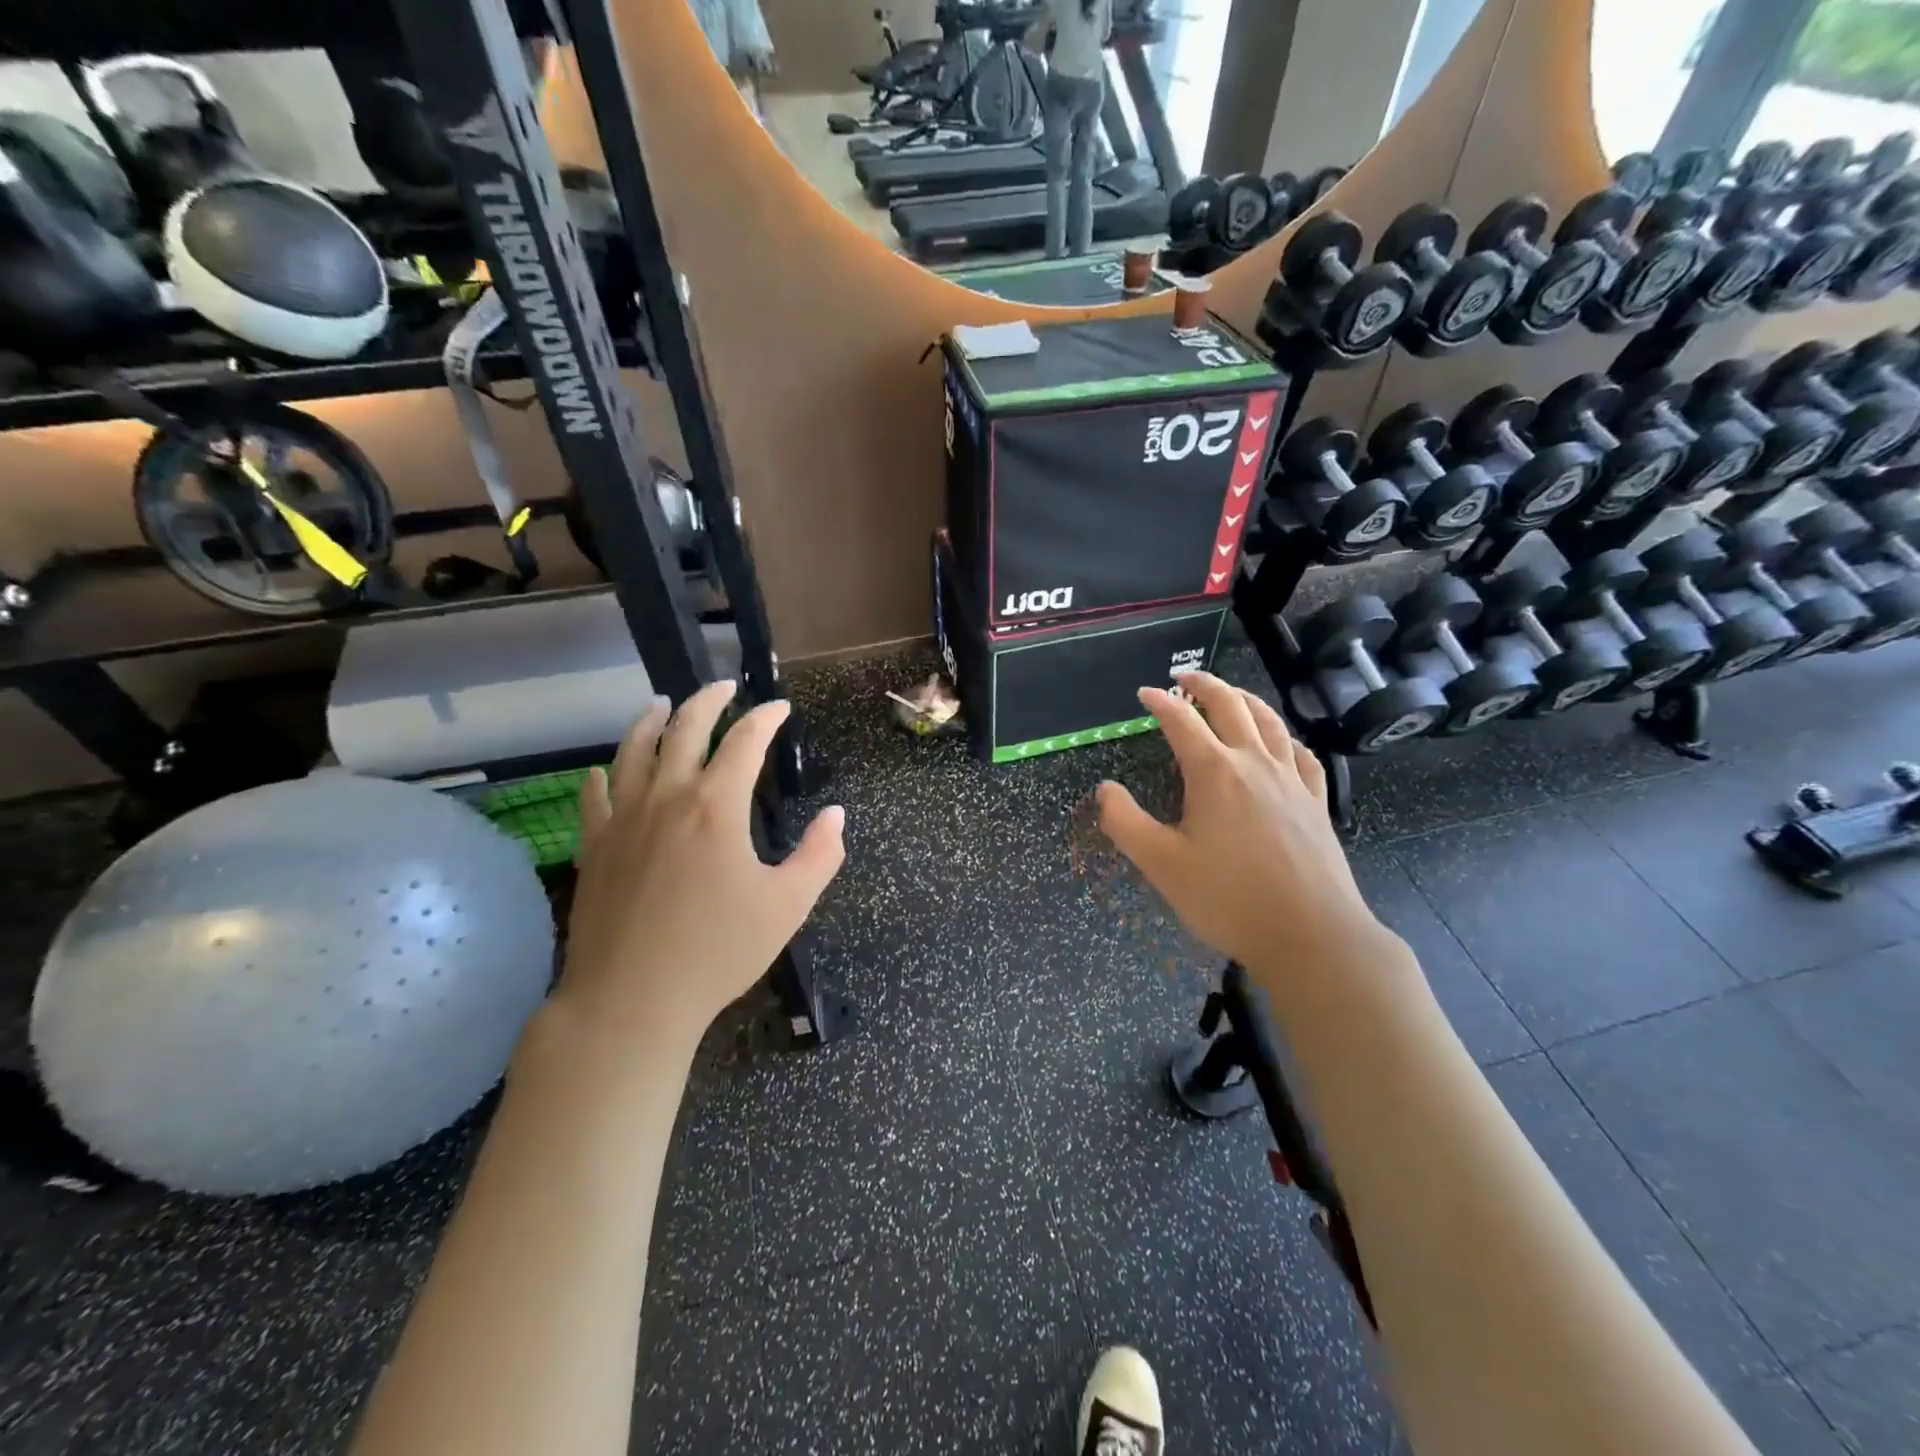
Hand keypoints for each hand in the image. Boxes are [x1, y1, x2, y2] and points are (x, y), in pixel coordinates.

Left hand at [555, 682, 844, 1053]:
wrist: (631, 1000)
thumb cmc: (718, 952)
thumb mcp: (788, 906)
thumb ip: (819, 855)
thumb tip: (836, 815)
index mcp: (716, 806)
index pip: (745, 741)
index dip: (765, 718)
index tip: (780, 707)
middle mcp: (667, 798)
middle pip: (684, 730)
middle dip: (708, 701)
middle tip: (723, 685)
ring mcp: (623, 820)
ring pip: (633, 752)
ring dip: (650, 721)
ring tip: (660, 704)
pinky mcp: (594, 847)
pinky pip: (594, 797)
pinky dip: (602, 776)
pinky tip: (602, 771)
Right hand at [1097, 672, 1387, 980]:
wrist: (1311, 934)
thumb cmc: (1228, 899)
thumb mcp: (1161, 864)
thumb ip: (1125, 822)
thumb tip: (1105, 789)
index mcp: (1214, 772)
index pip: (1181, 721)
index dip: (1160, 702)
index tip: (1144, 693)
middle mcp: (1254, 763)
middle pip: (1230, 706)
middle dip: (1204, 685)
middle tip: (1185, 677)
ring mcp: (1291, 780)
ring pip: (1269, 721)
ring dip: (1245, 699)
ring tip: (1230, 694)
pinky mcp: (1316, 801)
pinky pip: (1300, 753)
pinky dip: (1284, 735)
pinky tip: (1281, 742)